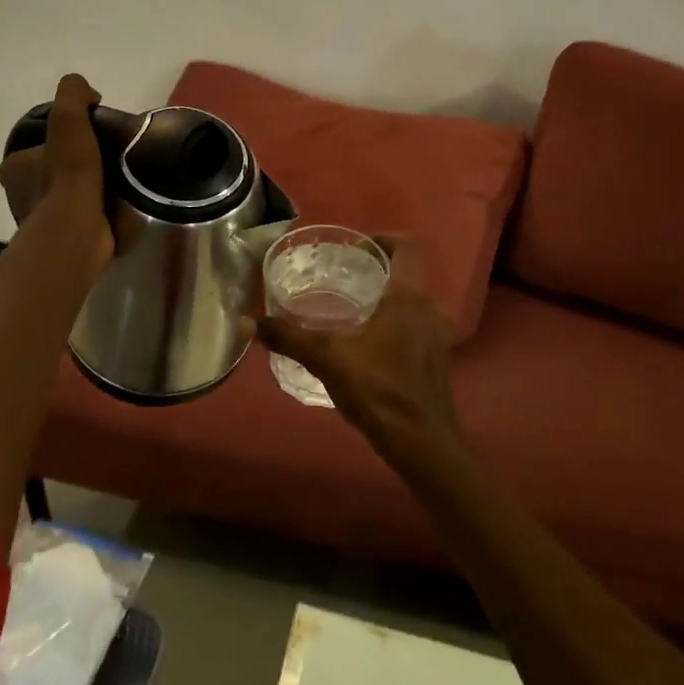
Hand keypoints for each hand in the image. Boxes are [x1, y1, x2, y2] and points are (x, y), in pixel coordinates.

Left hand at [0, 74, 113, 270]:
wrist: (79, 232)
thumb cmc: (68, 174)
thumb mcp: (68, 118)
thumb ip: (73, 94)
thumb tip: (88, 92)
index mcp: (13, 167)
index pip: (35, 143)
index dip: (60, 135)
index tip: (87, 132)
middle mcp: (20, 195)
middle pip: (54, 169)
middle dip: (78, 162)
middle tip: (107, 153)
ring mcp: (43, 220)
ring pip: (70, 194)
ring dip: (91, 187)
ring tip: (120, 176)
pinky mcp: (66, 239)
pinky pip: (85, 216)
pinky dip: (101, 209)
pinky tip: (120, 201)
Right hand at [255, 238, 460, 463]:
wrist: (422, 445)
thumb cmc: (379, 389)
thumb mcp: (326, 358)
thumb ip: (288, 336)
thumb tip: (246, 321)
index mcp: (408, 297)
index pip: (407, 247)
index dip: (384, 239)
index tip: (357, 247)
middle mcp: (429, 310)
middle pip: (407, 275)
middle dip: (377, 272)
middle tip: (343, 277)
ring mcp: (437, 338)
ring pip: (412, 305)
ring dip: (386, 301)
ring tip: (350, 311)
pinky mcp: (436, 364)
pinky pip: (415, 330)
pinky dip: (394, 328)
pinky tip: (367, 348)